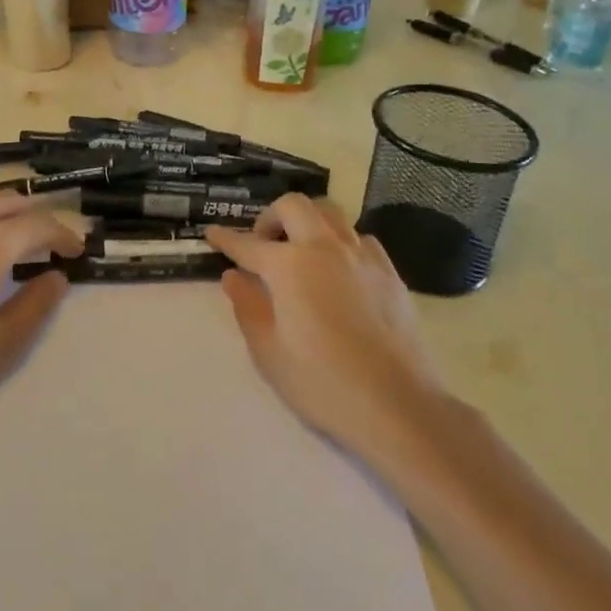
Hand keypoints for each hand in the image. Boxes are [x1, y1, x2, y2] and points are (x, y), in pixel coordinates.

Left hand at [0, 190, 81, 447]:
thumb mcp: (2, 344)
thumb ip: (36, 305)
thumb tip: (57, 277)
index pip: (39, 225)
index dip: (64, 236)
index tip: (77, 253)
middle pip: (9, 201)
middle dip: (35, 217)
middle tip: (49, 243)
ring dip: (3, 209)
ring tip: (12, 235)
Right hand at [206, 195, 446, 472]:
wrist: (397, 404)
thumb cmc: (323, 382)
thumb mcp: (269, 351)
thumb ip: (247, 307)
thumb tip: (233, 277)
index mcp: (289, 266)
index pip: (249, 244)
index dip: (227, 239)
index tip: (212, 234)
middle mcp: (324, 248)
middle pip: (294, 206)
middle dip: (271, 217)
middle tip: (264, 244)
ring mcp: (361, 256)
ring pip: (330, 213)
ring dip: (308, 221)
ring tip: (301, 250)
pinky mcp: (389, 272)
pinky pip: (360, 238)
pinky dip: (341, 242)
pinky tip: (339, 269)